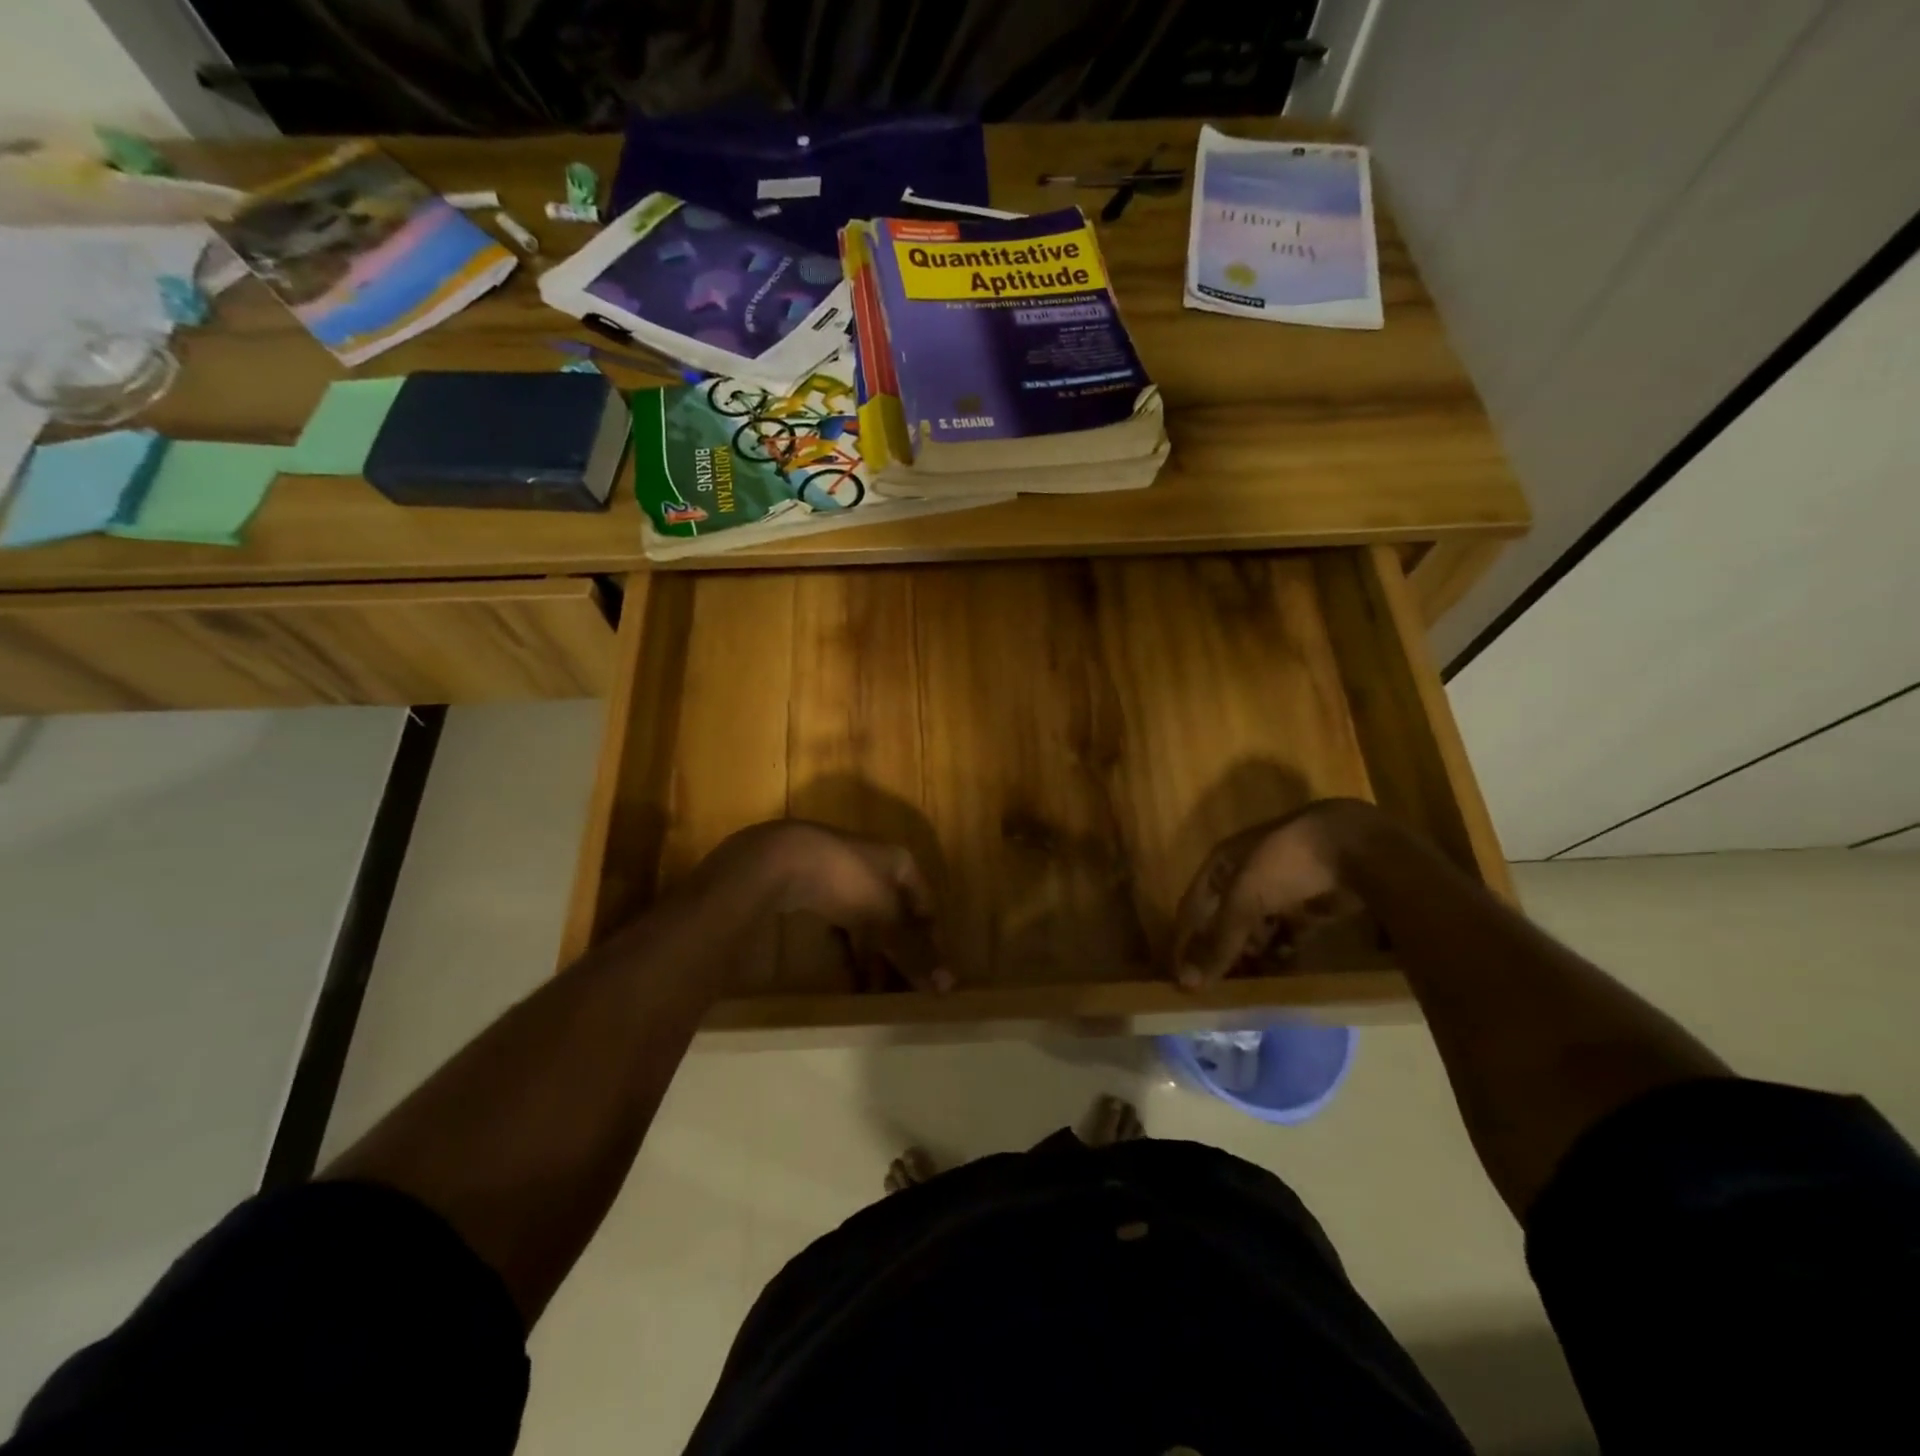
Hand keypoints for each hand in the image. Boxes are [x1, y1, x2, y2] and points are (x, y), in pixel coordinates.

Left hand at [694, 821, 950, 992]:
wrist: (781, 861)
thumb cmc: (847, 881)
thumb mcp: (886, 918)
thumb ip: (914, 952)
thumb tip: (948, 986)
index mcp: (902, 864)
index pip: (927, 908)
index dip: (930, 943)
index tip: (929, 979)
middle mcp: (878, 867)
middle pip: (897, 919)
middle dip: (899, 956)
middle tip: (901, 994)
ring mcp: (845, 878)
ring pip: (868, 924)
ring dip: (873, 958)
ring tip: (874, 994)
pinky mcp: (817, 891)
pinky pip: (842, 926)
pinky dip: (848, 951)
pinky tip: (848, 977)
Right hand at [1170, 799, 1379, 987]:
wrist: (1357, 848)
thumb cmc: (1286, 864)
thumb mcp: (1244, 899)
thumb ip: (1219, 942)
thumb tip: (1188, 983)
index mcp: (1222, 864)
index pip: (1192, 907)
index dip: (1185, 940)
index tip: (1181, 977)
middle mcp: (1246, 876)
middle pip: (1224, 921)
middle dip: (1220, 952)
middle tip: (1216, 988)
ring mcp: (1279, 892)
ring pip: (1255, 931)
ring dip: (1250, 956)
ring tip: (1246, 986)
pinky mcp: (1309, 908)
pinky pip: (1287, 937)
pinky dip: (1281, 955)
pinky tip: (1278, 974)